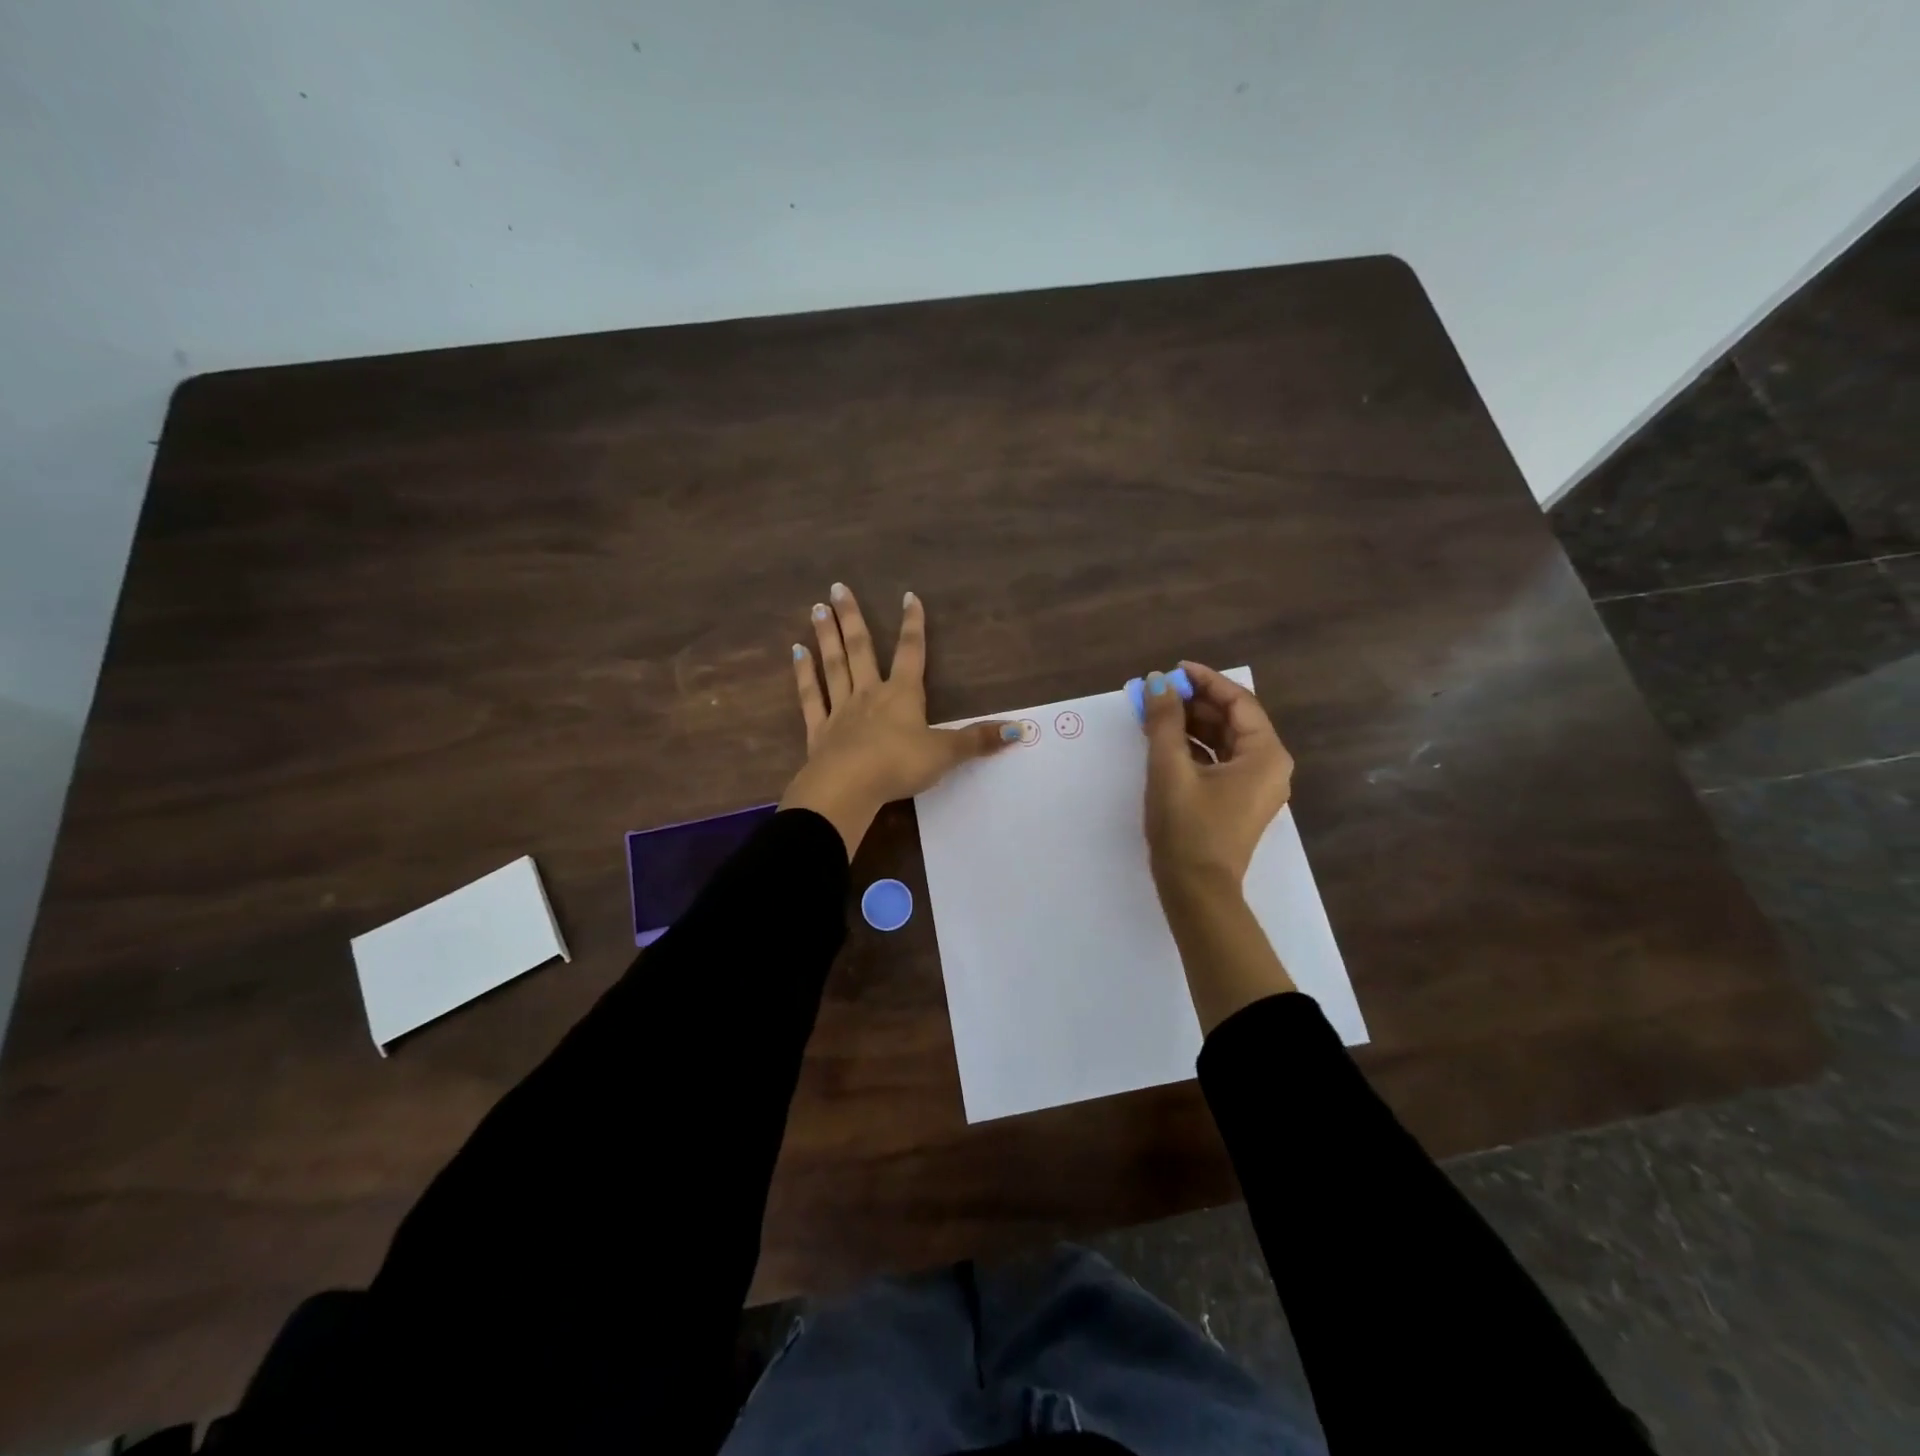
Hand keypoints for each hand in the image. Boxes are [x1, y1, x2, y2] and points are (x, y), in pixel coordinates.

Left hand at [780, 583, 1016, 856]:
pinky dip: (804, 675)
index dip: (913, 624)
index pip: (911, 652)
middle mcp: (870, 694)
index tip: (908, 596)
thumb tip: (1021, 730)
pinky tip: (796, 653)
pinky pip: (811, 696)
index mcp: (902, 695)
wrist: (849, 787)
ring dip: (826, 636)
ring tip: (816, 608)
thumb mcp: (945, 753)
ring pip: (833, 665)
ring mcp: (841, 710)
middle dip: (851, 617)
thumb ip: (979, 740)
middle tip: (836, 587)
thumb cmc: (899, 765)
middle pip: (860, 648)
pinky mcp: (819, 731)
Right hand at [1141, 662, 1293, 894]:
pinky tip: (1165, 743)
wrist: (1195, 890)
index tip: (1174, 669)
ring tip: (1156, 714)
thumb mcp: (1170, 768)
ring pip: (1225, 742)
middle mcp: (1269, 767)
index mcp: (1265, 755)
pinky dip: (1195, 749)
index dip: (1206, 681)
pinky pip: (1220, 762)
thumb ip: (1164, 721)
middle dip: (1195, 703)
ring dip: (1192, 725)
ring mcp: (1256, 787)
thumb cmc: (1187, 827)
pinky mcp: (1239, 802)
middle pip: (1233, 720)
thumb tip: (1157, 683)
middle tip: (1159, 692)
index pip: (1238, 702)